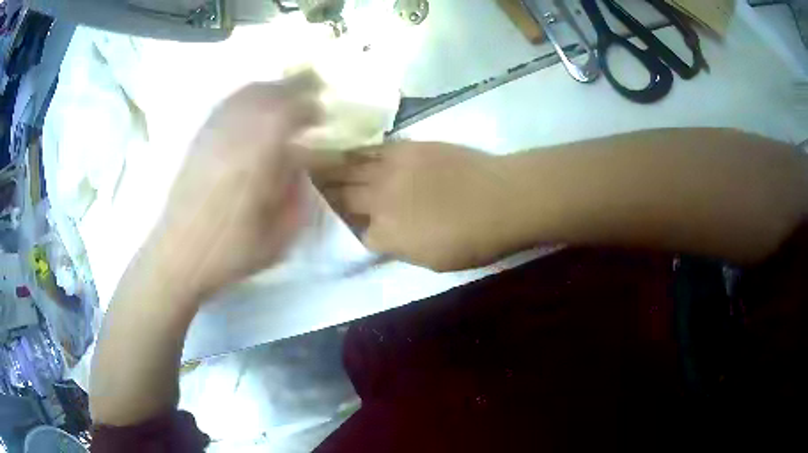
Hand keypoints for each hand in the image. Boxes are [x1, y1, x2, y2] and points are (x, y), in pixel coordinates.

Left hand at [144, 75, 321, 300]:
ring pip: (244, 94)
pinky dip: (244, 97)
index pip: (288, 112)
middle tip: (312, 85)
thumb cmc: (229, 251)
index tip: (322, 111)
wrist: (178, 256)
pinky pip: (224, 105)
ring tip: (285, 91)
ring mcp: (212, 134)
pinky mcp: (197, 140)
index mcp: (256, 157)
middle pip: (267, 93)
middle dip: (293, 85)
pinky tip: (251, 104)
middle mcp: (233, 135)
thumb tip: (300, 166)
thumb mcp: (278, 235)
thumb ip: (296, 196)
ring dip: (269, 87)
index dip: (309, 105)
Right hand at [315, 142, 515, 270]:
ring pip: (349, 169)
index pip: (353, 234)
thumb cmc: (474, 239)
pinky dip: (354, 151)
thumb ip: (400, 248)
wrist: (502, 198)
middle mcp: (380, 202)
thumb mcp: (433, 261)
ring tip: (307, 165)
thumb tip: (382, 238)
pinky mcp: (406, 148)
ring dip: (327, 169)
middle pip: (342, 198)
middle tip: (302, 188)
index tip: (334, 224)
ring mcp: (391, 170)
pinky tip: (341, 149)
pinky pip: (372, 149)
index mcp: (386, 236)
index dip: (343, 230)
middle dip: (323, 196)